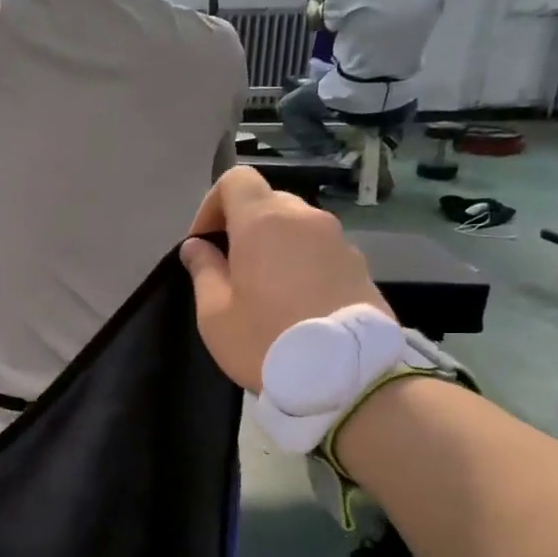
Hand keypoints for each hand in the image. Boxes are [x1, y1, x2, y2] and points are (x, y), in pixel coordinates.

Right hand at [180, 166, 389, 392]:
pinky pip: (320, 250)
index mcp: (264, 222)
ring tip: (265, 289)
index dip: (212, 204)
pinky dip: (302, 263)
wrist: (346, 377)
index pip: (236, 180)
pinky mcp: (360, 266)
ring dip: (275, 245)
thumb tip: (197, 247)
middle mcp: (306, 219)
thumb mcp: (216, 313)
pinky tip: (297, 303)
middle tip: (231, 269)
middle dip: (243, 226)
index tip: (205, 243)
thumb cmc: (266, 341)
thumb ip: (204, 271)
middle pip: (267, 202)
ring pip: (296, 227)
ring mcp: (339, 240)